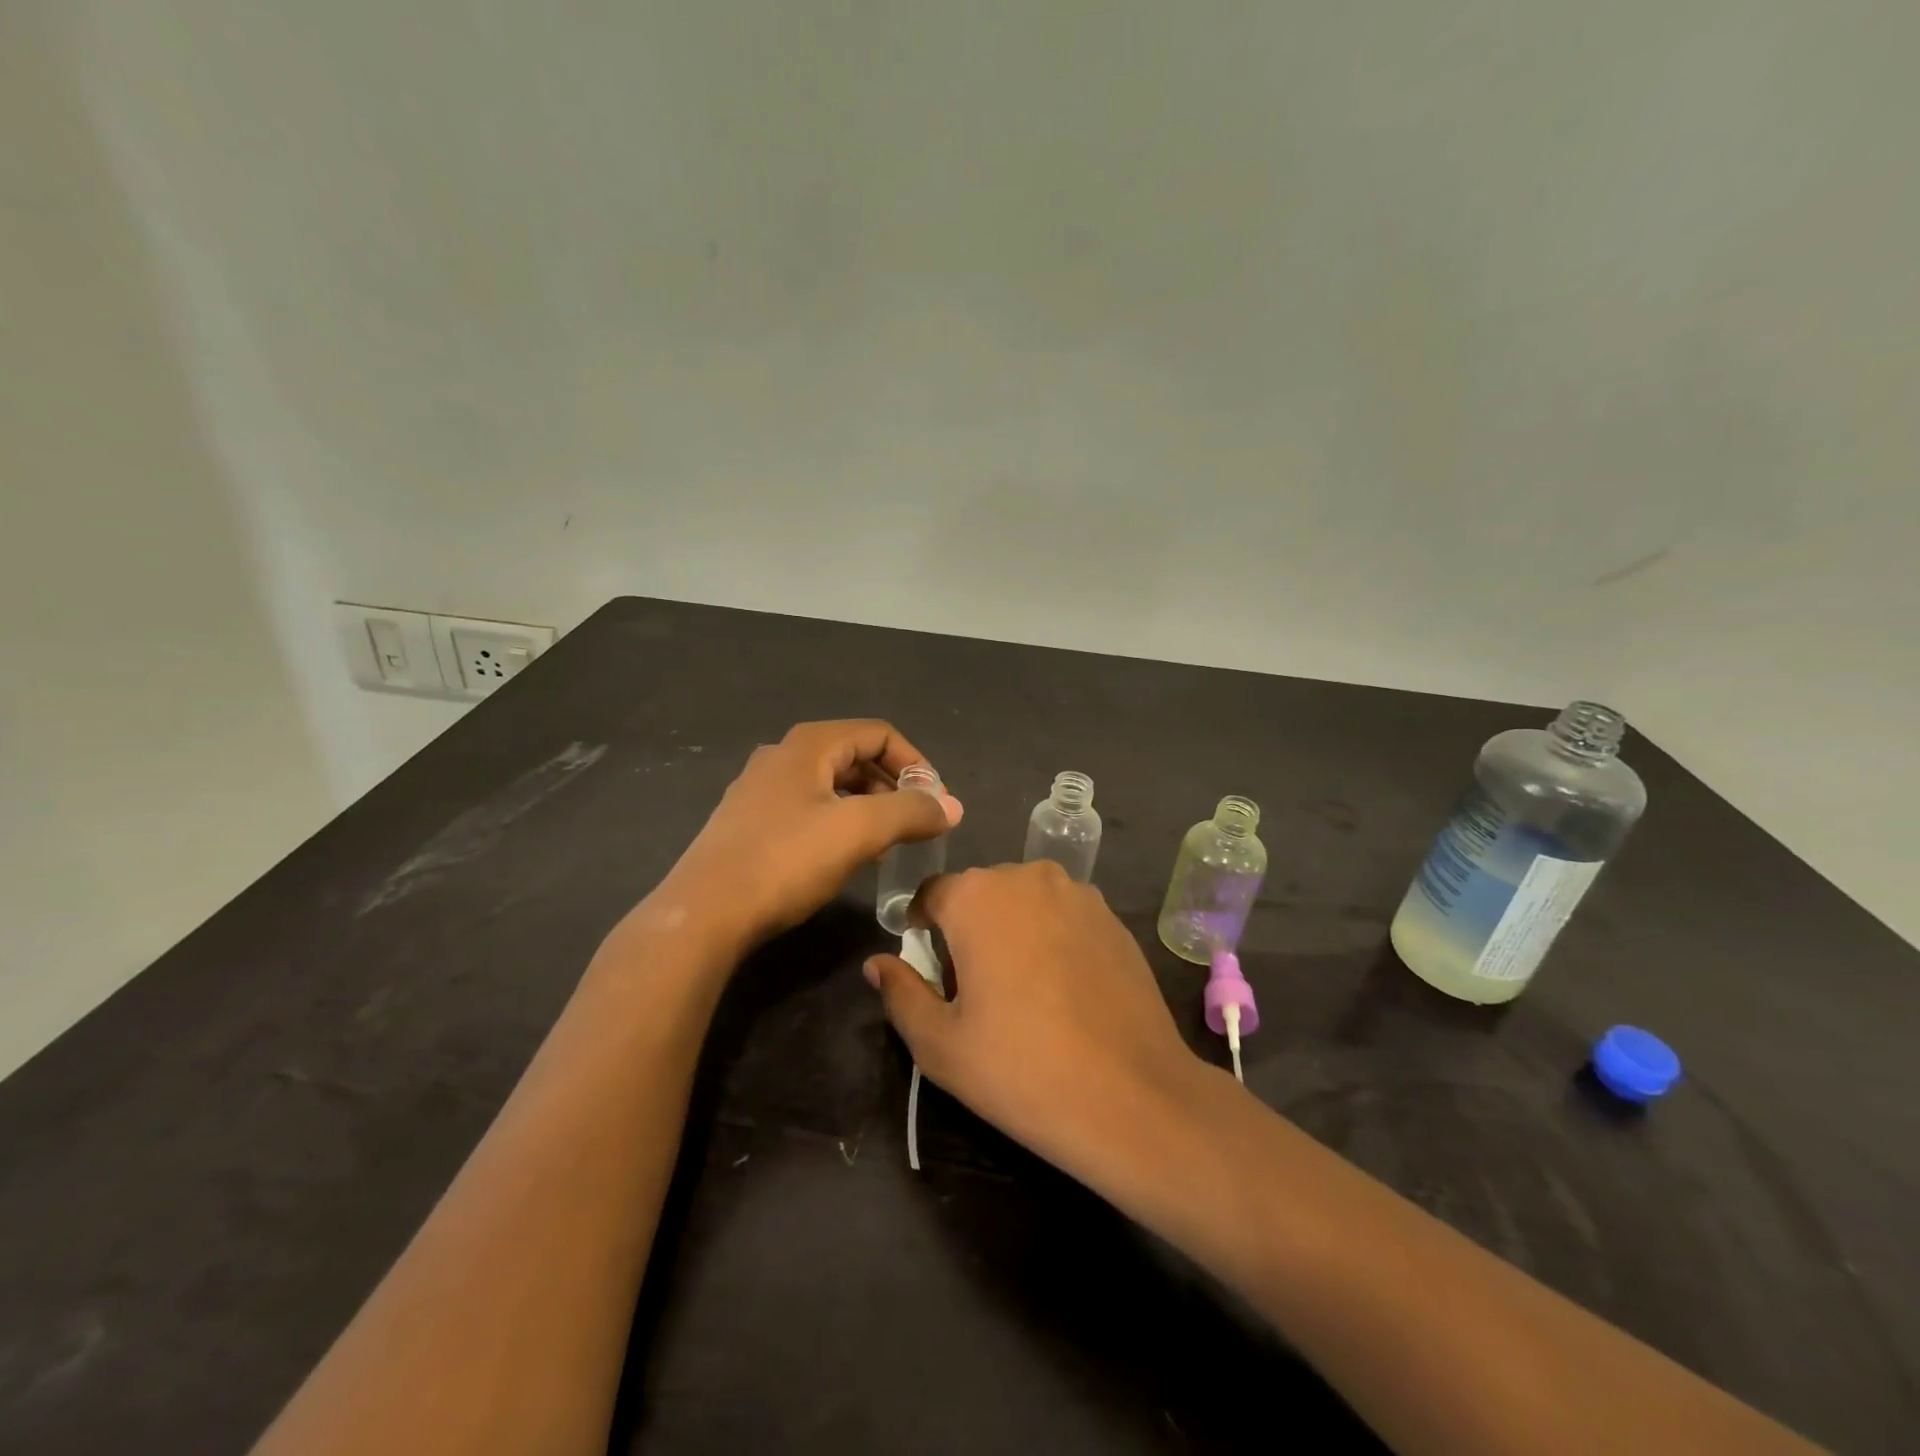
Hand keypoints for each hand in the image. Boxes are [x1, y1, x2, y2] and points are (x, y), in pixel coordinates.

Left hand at [657, 720, 961, 951]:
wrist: (705, 913)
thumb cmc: (786, 860)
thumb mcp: (859, 831)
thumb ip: (911, 812)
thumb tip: (953, 806)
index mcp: (808, 744)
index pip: (879, 734)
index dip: (914, 763)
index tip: (934, 801)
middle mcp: (782, 756)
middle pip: (854, 756)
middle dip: (892, 786)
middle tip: (915, 823)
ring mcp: (760, 789)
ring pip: (831, 785)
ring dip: (867, 806)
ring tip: (887, 842)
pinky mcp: (748, 822)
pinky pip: (808, 809)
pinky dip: (838, 822)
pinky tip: (844, 856)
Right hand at [863, 862, 1204, 1175]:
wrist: (1132, 1096)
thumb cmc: (1020, 1068)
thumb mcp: (940, 1044)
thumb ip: (900, 994)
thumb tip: (877, 963)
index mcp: (978, 896)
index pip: (932, 895)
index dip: (922, 930)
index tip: (928, 970)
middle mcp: (1028, 877)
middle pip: (980, 894)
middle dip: (968, 930)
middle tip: (973, 991)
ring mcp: (1079, 894)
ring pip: (1024, 903)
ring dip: (1012, 931)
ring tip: (1022, 992)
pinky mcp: (1114, 918)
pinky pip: (1064, 916)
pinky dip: (1052, 939)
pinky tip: (1064, 992)